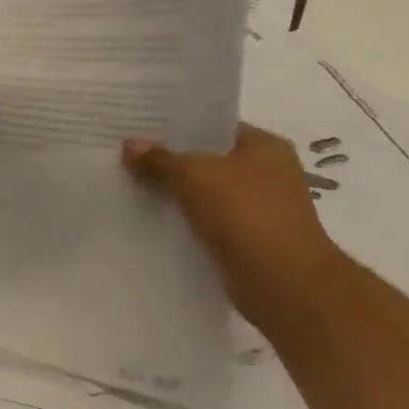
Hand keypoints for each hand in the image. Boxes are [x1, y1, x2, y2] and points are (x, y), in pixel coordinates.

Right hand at [123, 124, 351, 331]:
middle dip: (169, 160)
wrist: (283, 281)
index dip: (177, 126)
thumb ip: (159, 159)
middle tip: (125, 156)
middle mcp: (267, 173)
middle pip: (207, 159)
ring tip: (129, 185)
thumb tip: (130, 145)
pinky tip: (149, 218)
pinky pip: (204, 220)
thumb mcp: (193, 175)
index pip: (214, 127)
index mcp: (265, 147)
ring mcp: (258, 208)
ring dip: (173, 192)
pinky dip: (181, 219)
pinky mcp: (246, 238)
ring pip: (203, 191)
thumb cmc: (245, 213)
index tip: (138, 128)